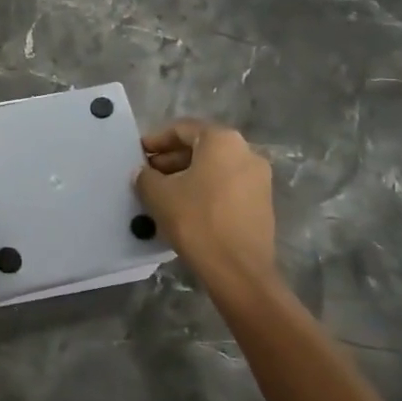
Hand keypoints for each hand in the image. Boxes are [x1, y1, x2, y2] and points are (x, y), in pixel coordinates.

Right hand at [135, 120, 277, 297]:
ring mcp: (259, 178)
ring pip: (215, 168)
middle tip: (148, 175)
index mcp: (222, 140)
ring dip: (188, 176)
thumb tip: (144, 173)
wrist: (239, 271)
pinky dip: (206, 190)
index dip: (156, 140)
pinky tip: (186, 208)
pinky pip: (228, 186)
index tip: (138, 154)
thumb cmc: (197, 221)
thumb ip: (145, 176)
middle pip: (201, 147)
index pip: (182, 129)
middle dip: (172, 159)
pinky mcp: (263, 203)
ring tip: (163, 194)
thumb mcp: (159, 195)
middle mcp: (246, 151)